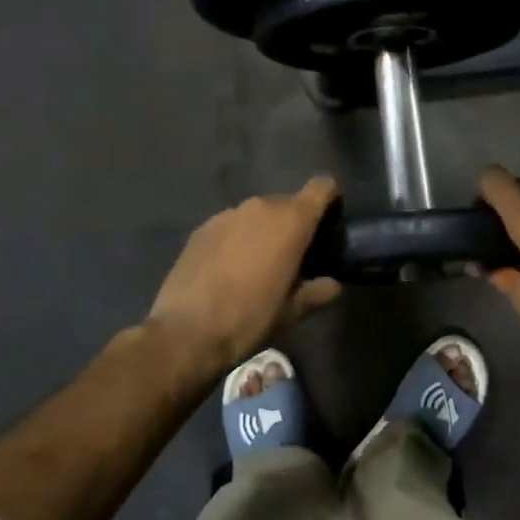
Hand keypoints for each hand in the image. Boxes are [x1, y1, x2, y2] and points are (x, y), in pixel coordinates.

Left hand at [147, 177, 342, 378]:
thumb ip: (316, 292)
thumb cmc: (249, 318)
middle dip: (295, 222)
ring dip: (264, 230)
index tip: (330, 221)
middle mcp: (260, 207)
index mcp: (291, 221)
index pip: (321, 187)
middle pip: (288, 202)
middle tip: (295, 254)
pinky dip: (238, 238)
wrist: (185, 331)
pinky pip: (232, 225)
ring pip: (257, 214)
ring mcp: (227, 214)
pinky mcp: (202, 227)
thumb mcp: (291, 312)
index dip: (330, 199)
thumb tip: (333, 285)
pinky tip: (229, 268)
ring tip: (259, 263)